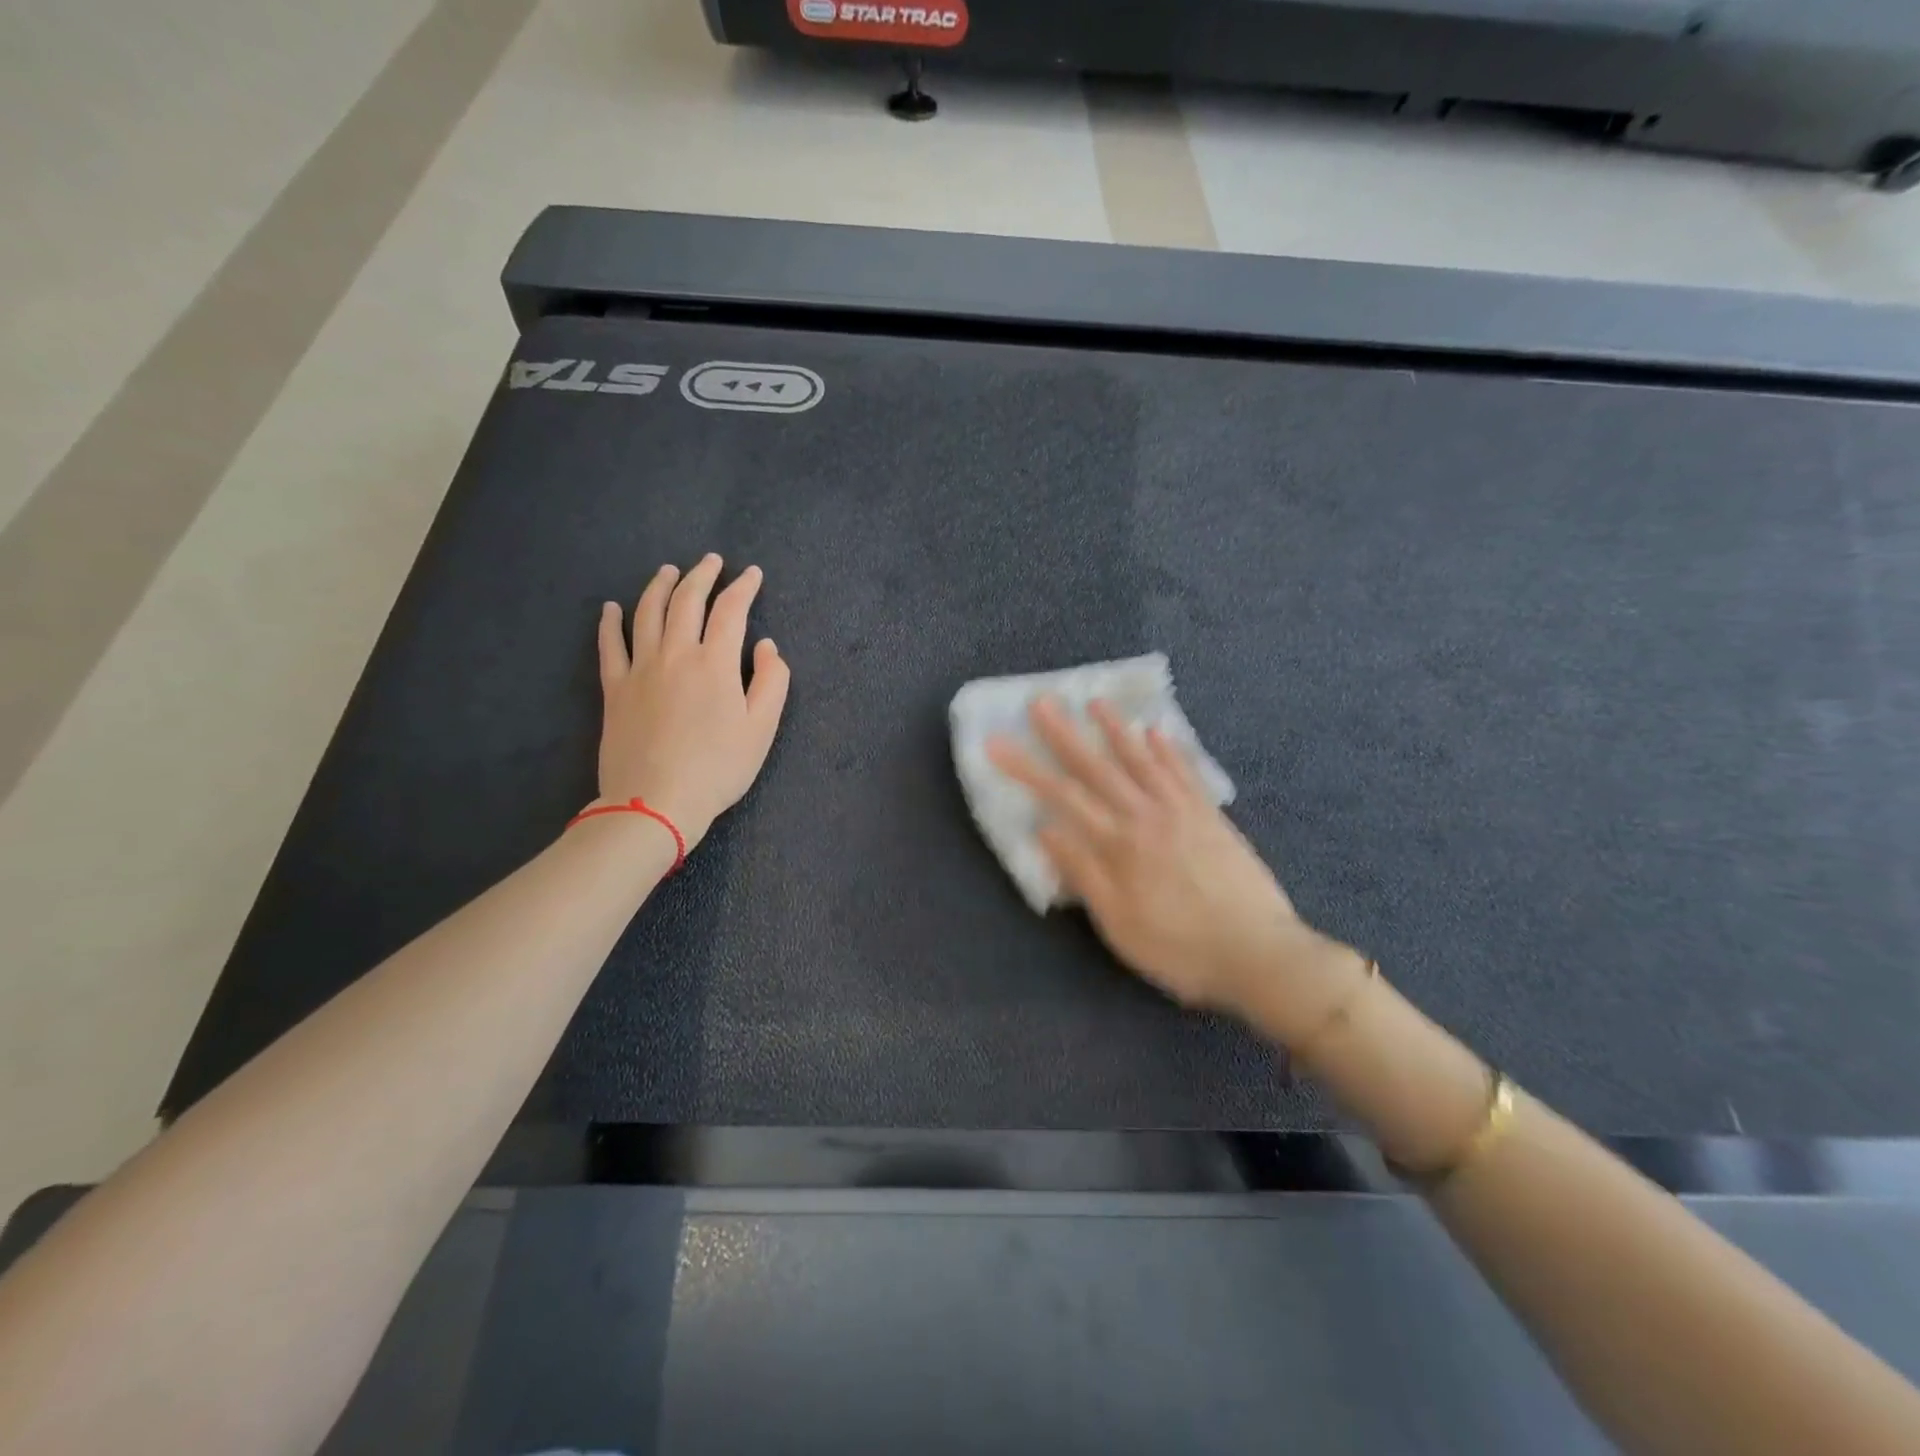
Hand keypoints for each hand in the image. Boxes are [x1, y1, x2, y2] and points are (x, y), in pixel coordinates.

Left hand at [595, 554, 790, 850]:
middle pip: (687, 601)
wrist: (656, 802)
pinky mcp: (615, 688)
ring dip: (660, 586)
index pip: (731, 610)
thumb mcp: (762, 729)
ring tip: (669, 571)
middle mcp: (676, 653)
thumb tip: (766, 646)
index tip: (752, 574)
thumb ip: (772, 682)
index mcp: (716, 663)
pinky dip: (611, 622)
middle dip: (702, 575)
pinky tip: (612, 608)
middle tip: (711, 561)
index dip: (743, 587)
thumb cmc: (718, 768)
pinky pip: (610, 645)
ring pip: (647, 612)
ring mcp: (640, 668)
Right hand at [988, 699, 1326, 1013]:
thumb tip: (1045, 829)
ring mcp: (1181, 810)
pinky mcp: (1211, 816)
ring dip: (1115, 729)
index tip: (997, 743)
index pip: (1062, 796)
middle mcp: (1145, 815)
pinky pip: (1184, 772)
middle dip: (1064, 734)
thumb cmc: (1179, 947)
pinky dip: (1168, 749)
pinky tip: (1156, 730)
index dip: (1025, 768)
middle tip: (1040, 702)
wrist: (1259, 954)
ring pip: (1141, 760)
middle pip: (1097, 767)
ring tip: (1094, 702)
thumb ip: (1082, 873)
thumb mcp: (1118, 923)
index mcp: (1117, 844)